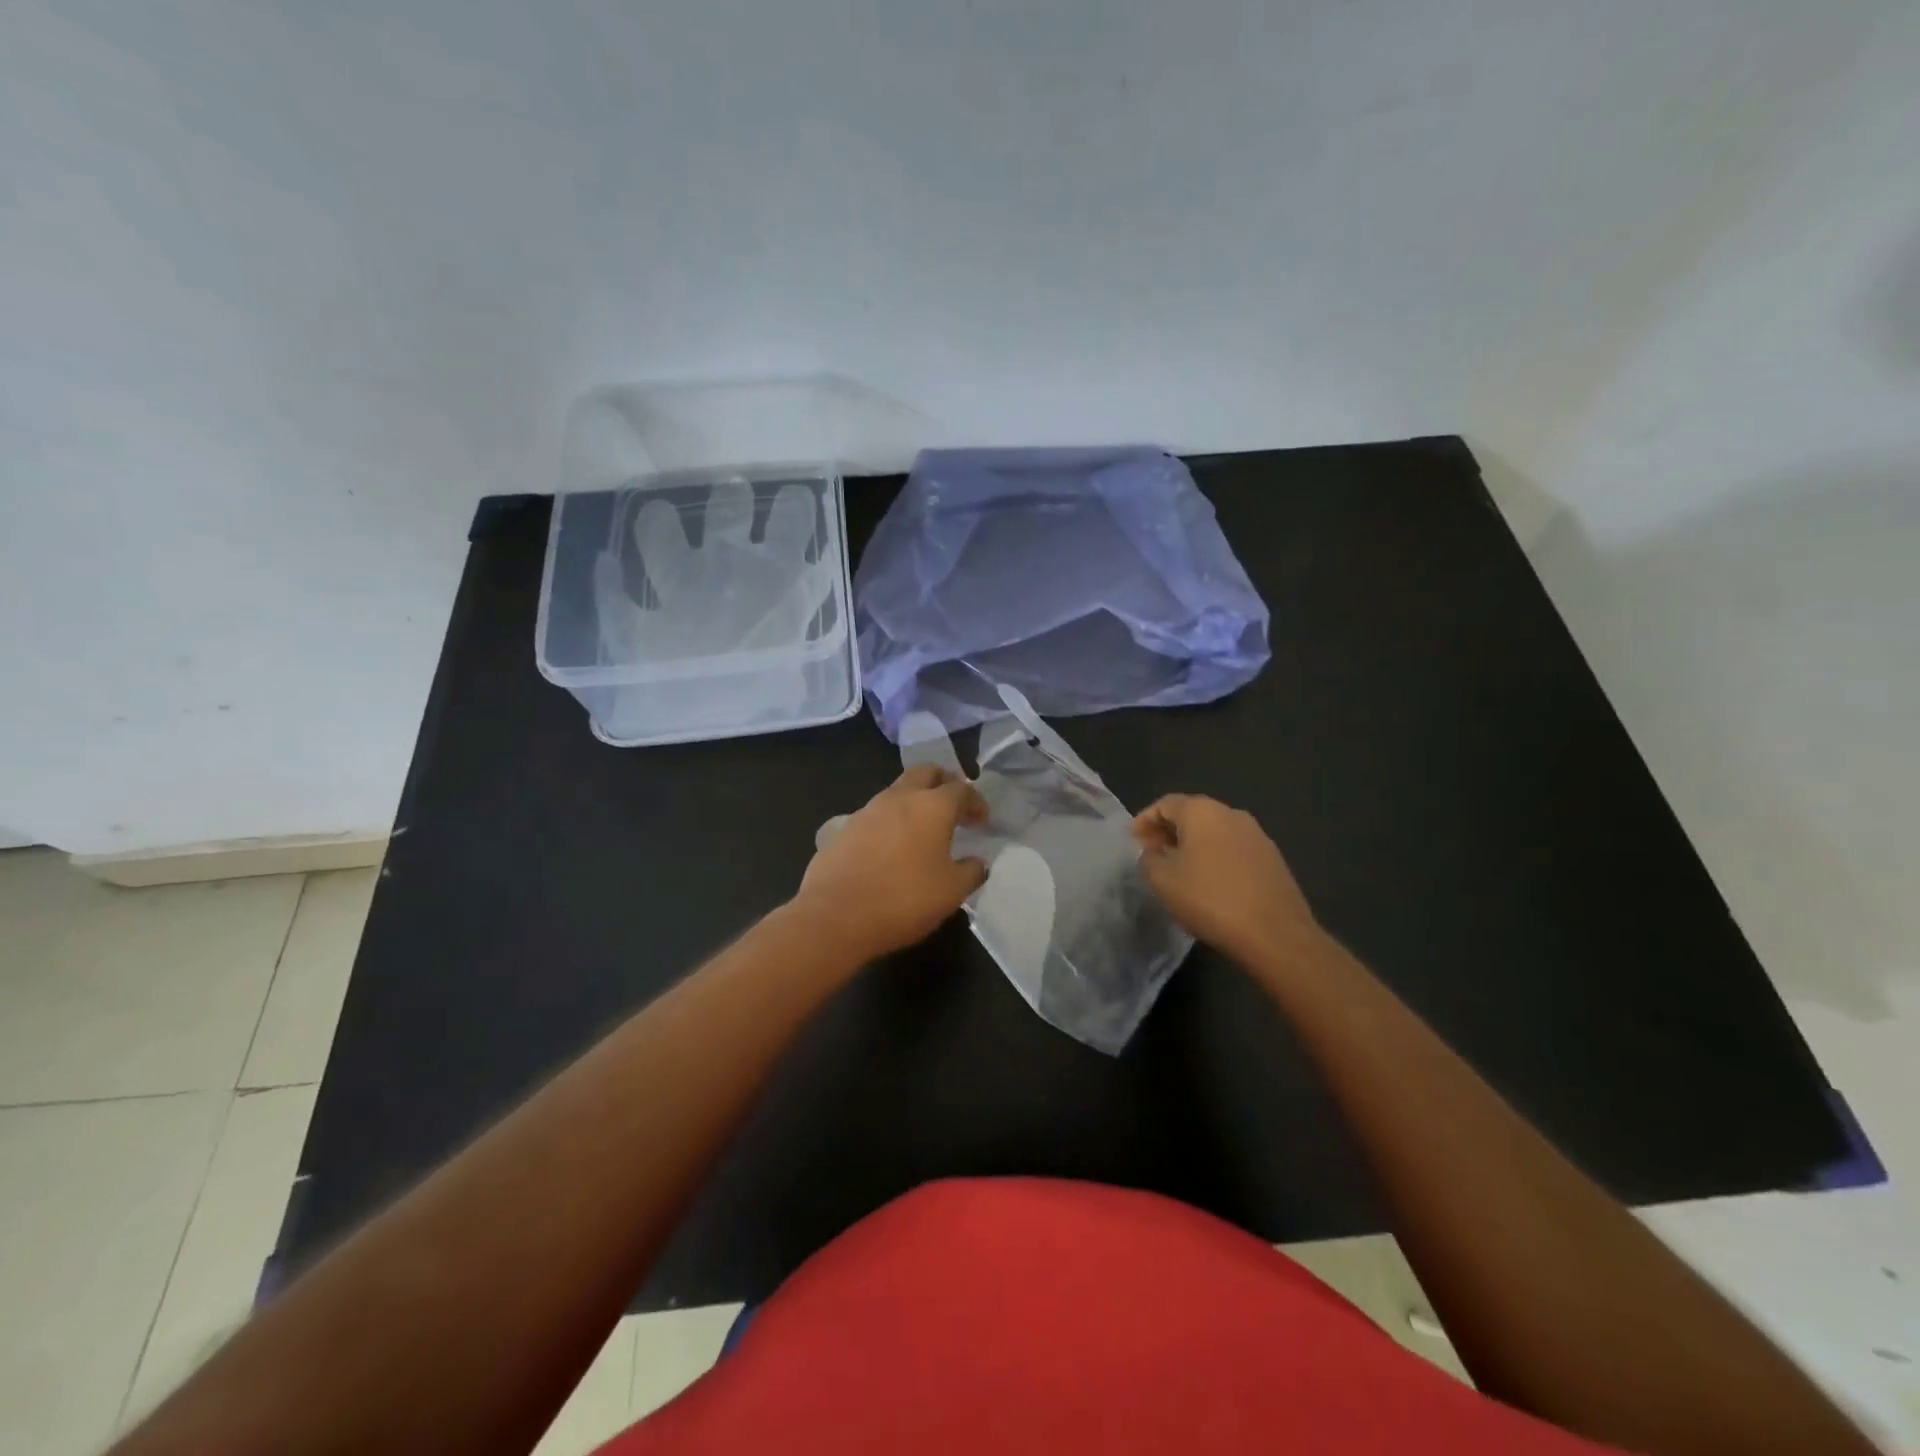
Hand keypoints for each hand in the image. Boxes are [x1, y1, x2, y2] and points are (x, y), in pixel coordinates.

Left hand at [793, 764, 988, 961]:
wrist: (835, 916)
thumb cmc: (904, 900)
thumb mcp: (952, 892)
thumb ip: (971, 872)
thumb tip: (976, 862)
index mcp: (931, 807)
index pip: (961, 789)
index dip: (976, 801)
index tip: (982, 820)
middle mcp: (898, 798)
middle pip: (925, 773)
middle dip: (943, 782)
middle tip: (953, 805)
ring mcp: (866, 811)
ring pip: (897, 791)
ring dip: (914, 802)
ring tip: (923, 830)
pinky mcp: (843, 829)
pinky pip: (874, 815)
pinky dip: (889, 823)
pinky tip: (891, 849)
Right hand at [1132, 794, 1321, 966]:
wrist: (1275, 934)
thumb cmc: (1210, 898)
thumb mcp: (1161, 879)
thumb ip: (1148, 859)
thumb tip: (1153, 853)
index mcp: (1202, 810)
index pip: (1164, 804)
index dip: (1144, 821)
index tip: (1132, 843)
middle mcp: (1231, 813)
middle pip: (1191, 814)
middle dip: (1167, 832)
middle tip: (1151, 856)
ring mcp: (1257, 835)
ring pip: (1214, 832)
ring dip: (1192, 846)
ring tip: (1178, 871)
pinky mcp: (1272, 859)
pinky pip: (1233, 850)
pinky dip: (1214, 858)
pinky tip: (1209, 884)